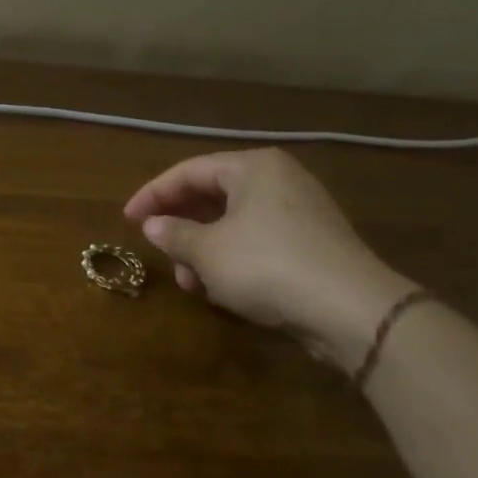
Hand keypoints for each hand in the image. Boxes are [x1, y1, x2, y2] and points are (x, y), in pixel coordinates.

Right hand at [123, 147, 411, 367]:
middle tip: (158, 250)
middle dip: (180, 228)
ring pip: (233, 223)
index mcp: (253, 167)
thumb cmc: (267, 265)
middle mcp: (278, 180)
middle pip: (212, 196)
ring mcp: (299, 211)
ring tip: (190, 282)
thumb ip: (173, 234)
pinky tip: (220, 289)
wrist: (351, 310)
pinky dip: (231, 260)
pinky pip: (257, 241)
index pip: (188, 172)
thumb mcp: (207, 251)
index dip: (152, 195)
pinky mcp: (311, 243)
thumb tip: (152, 226)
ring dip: (203, 250)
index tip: (126, 219)